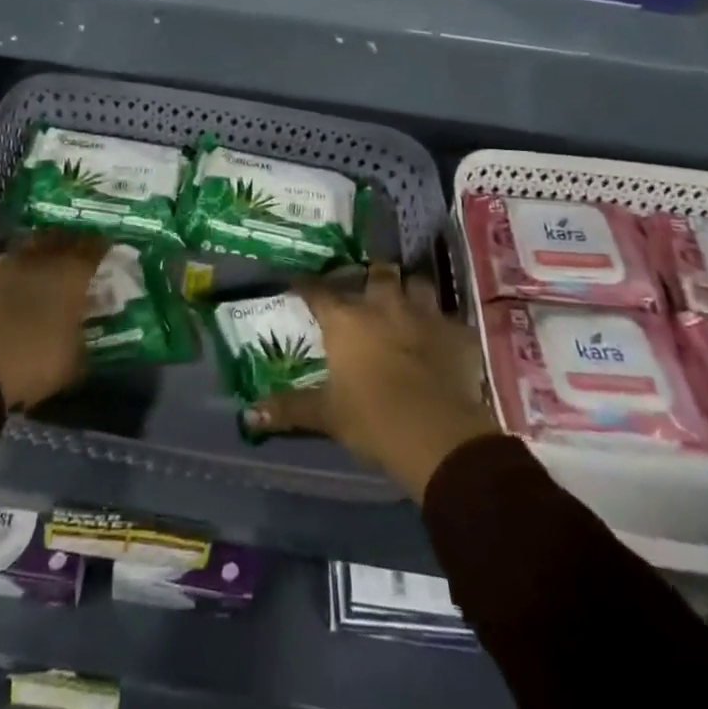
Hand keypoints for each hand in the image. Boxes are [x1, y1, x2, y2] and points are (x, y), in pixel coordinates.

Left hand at [0, 232, 107, 408]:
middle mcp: (36, 260)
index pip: (92, 246)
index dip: (101, 245)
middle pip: (55, 237)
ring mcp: (0, 266)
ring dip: (28, 255)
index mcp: (69, 274)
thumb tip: (84, 326)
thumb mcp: (75, 359)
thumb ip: (82, 334)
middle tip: (70, 251)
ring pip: (19, 249)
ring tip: (32, 265)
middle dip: (65, 241)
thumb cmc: (35, 363)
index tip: (107, 247)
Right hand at [246, 262, 499, 500]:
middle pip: (378, 272)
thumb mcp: (326, 416)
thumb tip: (249, 414)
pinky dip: (446, 326)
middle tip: (369, 286)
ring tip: (408, 301)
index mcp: (347, 320)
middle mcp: (384, 305)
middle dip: (374, 275)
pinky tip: (444, 339)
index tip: (300, 283)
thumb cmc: (372, 419)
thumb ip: (289, 409)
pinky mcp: (459, 333)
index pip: (319, 291)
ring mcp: (425, 315)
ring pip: (419, 284)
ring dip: (412, 290)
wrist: (437, 435)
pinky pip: (452, 319)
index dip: (307, 285)